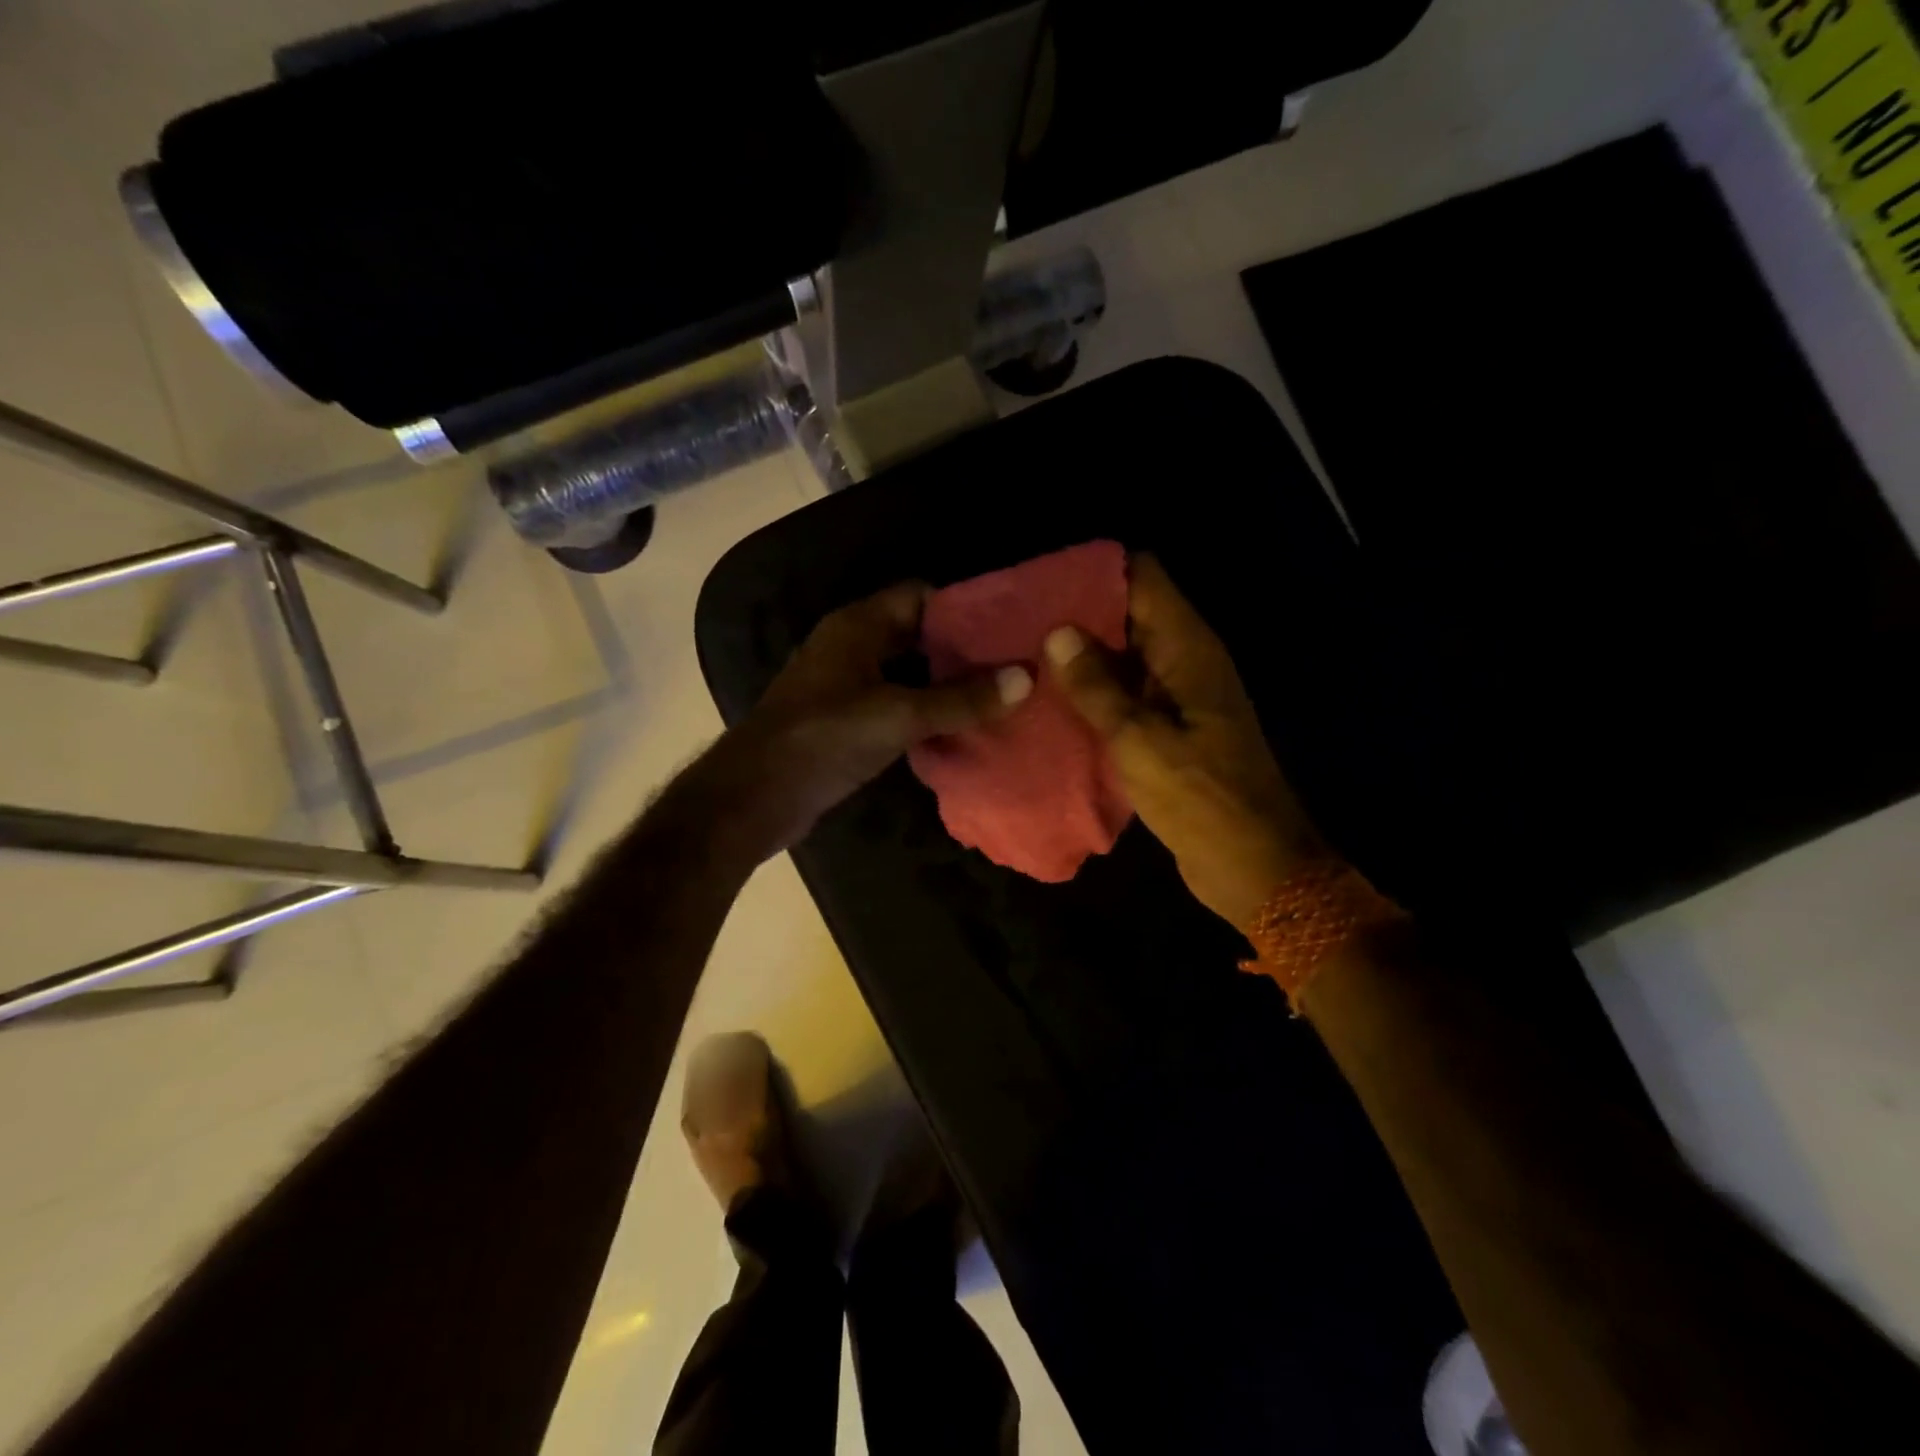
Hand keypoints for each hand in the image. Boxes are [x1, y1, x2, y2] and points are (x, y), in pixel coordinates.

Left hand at [705, 582, 1031, 859]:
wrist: (755, 796)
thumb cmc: (824, 739)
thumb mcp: (898, 715)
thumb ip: (960, 699)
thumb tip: (1024, 678)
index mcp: (858, 625)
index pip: (921, 595)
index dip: (965, 606)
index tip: (1010, 627)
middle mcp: (851, 646)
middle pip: (917, 634)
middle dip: (962, 649)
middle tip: (1013, 665)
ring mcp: (845, 684)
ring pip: (908, 672)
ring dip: (947, 683)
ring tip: (999, 696)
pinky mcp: (845, 721)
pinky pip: (896, 704)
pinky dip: (926, 711)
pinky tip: (961, 729)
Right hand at [1044, 554, 1326, 929]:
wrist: (1253, 865)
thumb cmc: (1201, 798)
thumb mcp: (1140, 741)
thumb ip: (1097, 687)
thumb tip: (1058, 632)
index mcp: (1188, 648)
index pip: (1144, 577)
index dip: (1096, 571)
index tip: (1043, 581)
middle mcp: (1185, 660)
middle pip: (1130, 612)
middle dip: (1079, 612)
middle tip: (1018, 620)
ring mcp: (1179, 695)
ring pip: (1125, 655)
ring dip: (1082, 655)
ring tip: (1024, 655)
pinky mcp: (1170, 728)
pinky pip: (1127, 693)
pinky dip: (1095, 691)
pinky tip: (1052, 699)